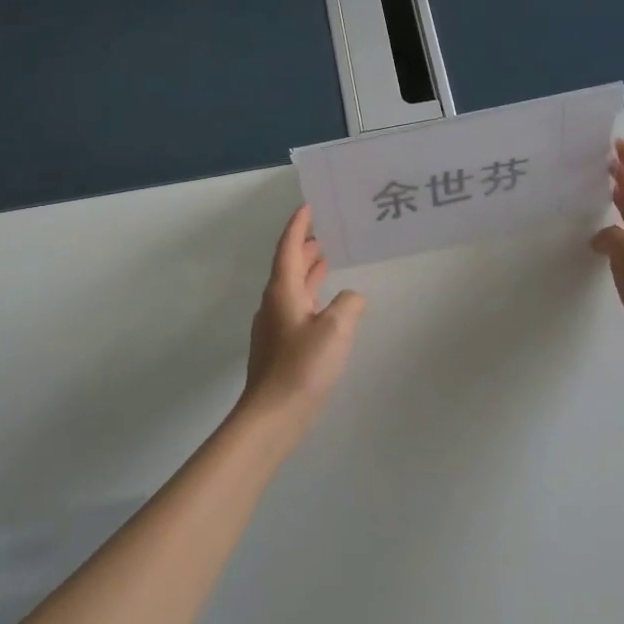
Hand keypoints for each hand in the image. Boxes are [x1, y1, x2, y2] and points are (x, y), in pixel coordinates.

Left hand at [238, 206, 365, 444]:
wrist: (273, 416)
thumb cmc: (302, 367)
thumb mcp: (336, 329)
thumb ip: (348, 304)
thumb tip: (351, 298)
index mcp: (283, 292)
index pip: (289, 248)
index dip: (298, 226)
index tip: (309, 207)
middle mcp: (275, 304)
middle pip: (288, 266)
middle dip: (305, 247)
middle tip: (325, 231)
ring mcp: (275, 327)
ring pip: (293, 288)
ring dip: (309, 271)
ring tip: (328, 260)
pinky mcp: (281, 347)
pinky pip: (297, 308)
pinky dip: (312, 296)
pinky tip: (327, 306)